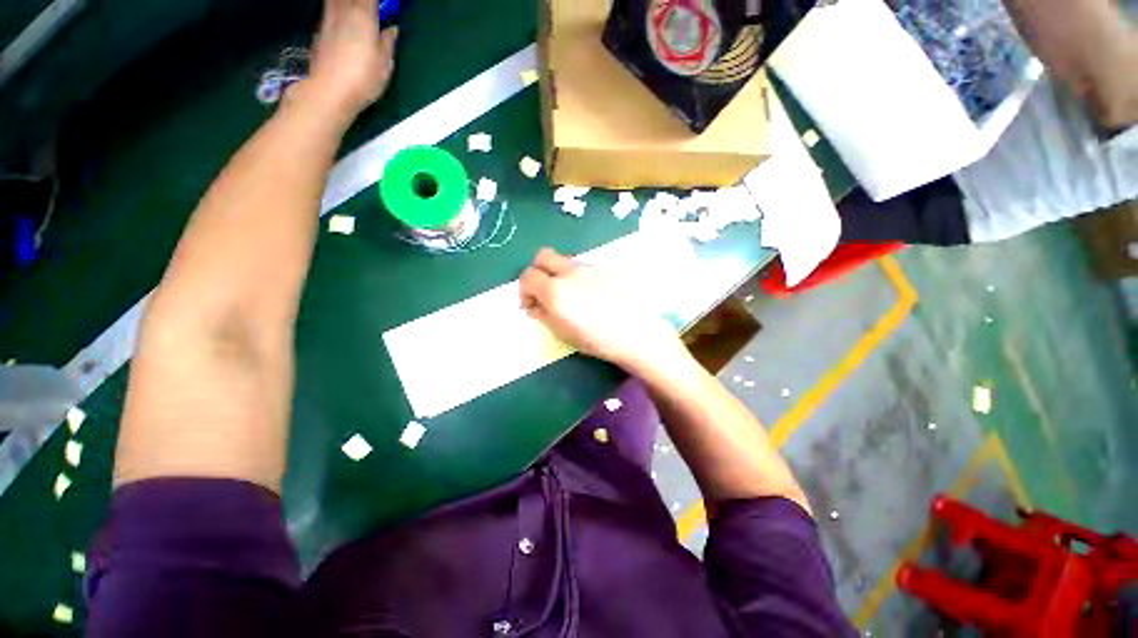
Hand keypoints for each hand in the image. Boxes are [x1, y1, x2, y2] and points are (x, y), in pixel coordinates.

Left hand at [301, 0, 397, 120]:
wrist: (330, 90)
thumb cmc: (363, 78)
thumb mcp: (384, 64)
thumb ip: (387, 43)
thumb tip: (391, 30)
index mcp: (363, 16)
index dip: (379, 1)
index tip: (386, 6)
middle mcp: (344, 10)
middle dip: (363, 2)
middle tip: (371, 9)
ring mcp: (329, 18)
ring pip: (337, 0)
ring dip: (349, 3)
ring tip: (357, 11)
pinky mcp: (320, 29)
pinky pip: (330, 7)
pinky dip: (338, 7)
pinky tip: (344, 15)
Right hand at [519, 248, 685, 372]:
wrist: (638, 332)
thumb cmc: (598, 340)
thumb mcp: (564, 333)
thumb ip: (544, 315)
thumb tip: (535, 306)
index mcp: (556, 290)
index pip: (527, 276)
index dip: (524, 290)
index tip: (532, 305)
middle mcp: (570, 272)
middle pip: (543, 256)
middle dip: (538, 271)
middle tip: (545, 291)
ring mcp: (589, 267)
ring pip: (564, 261)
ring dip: (558, 273)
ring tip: (571, 296)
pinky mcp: (605, 268)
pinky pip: (583, 266)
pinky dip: (577, 276)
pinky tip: (590, 294)